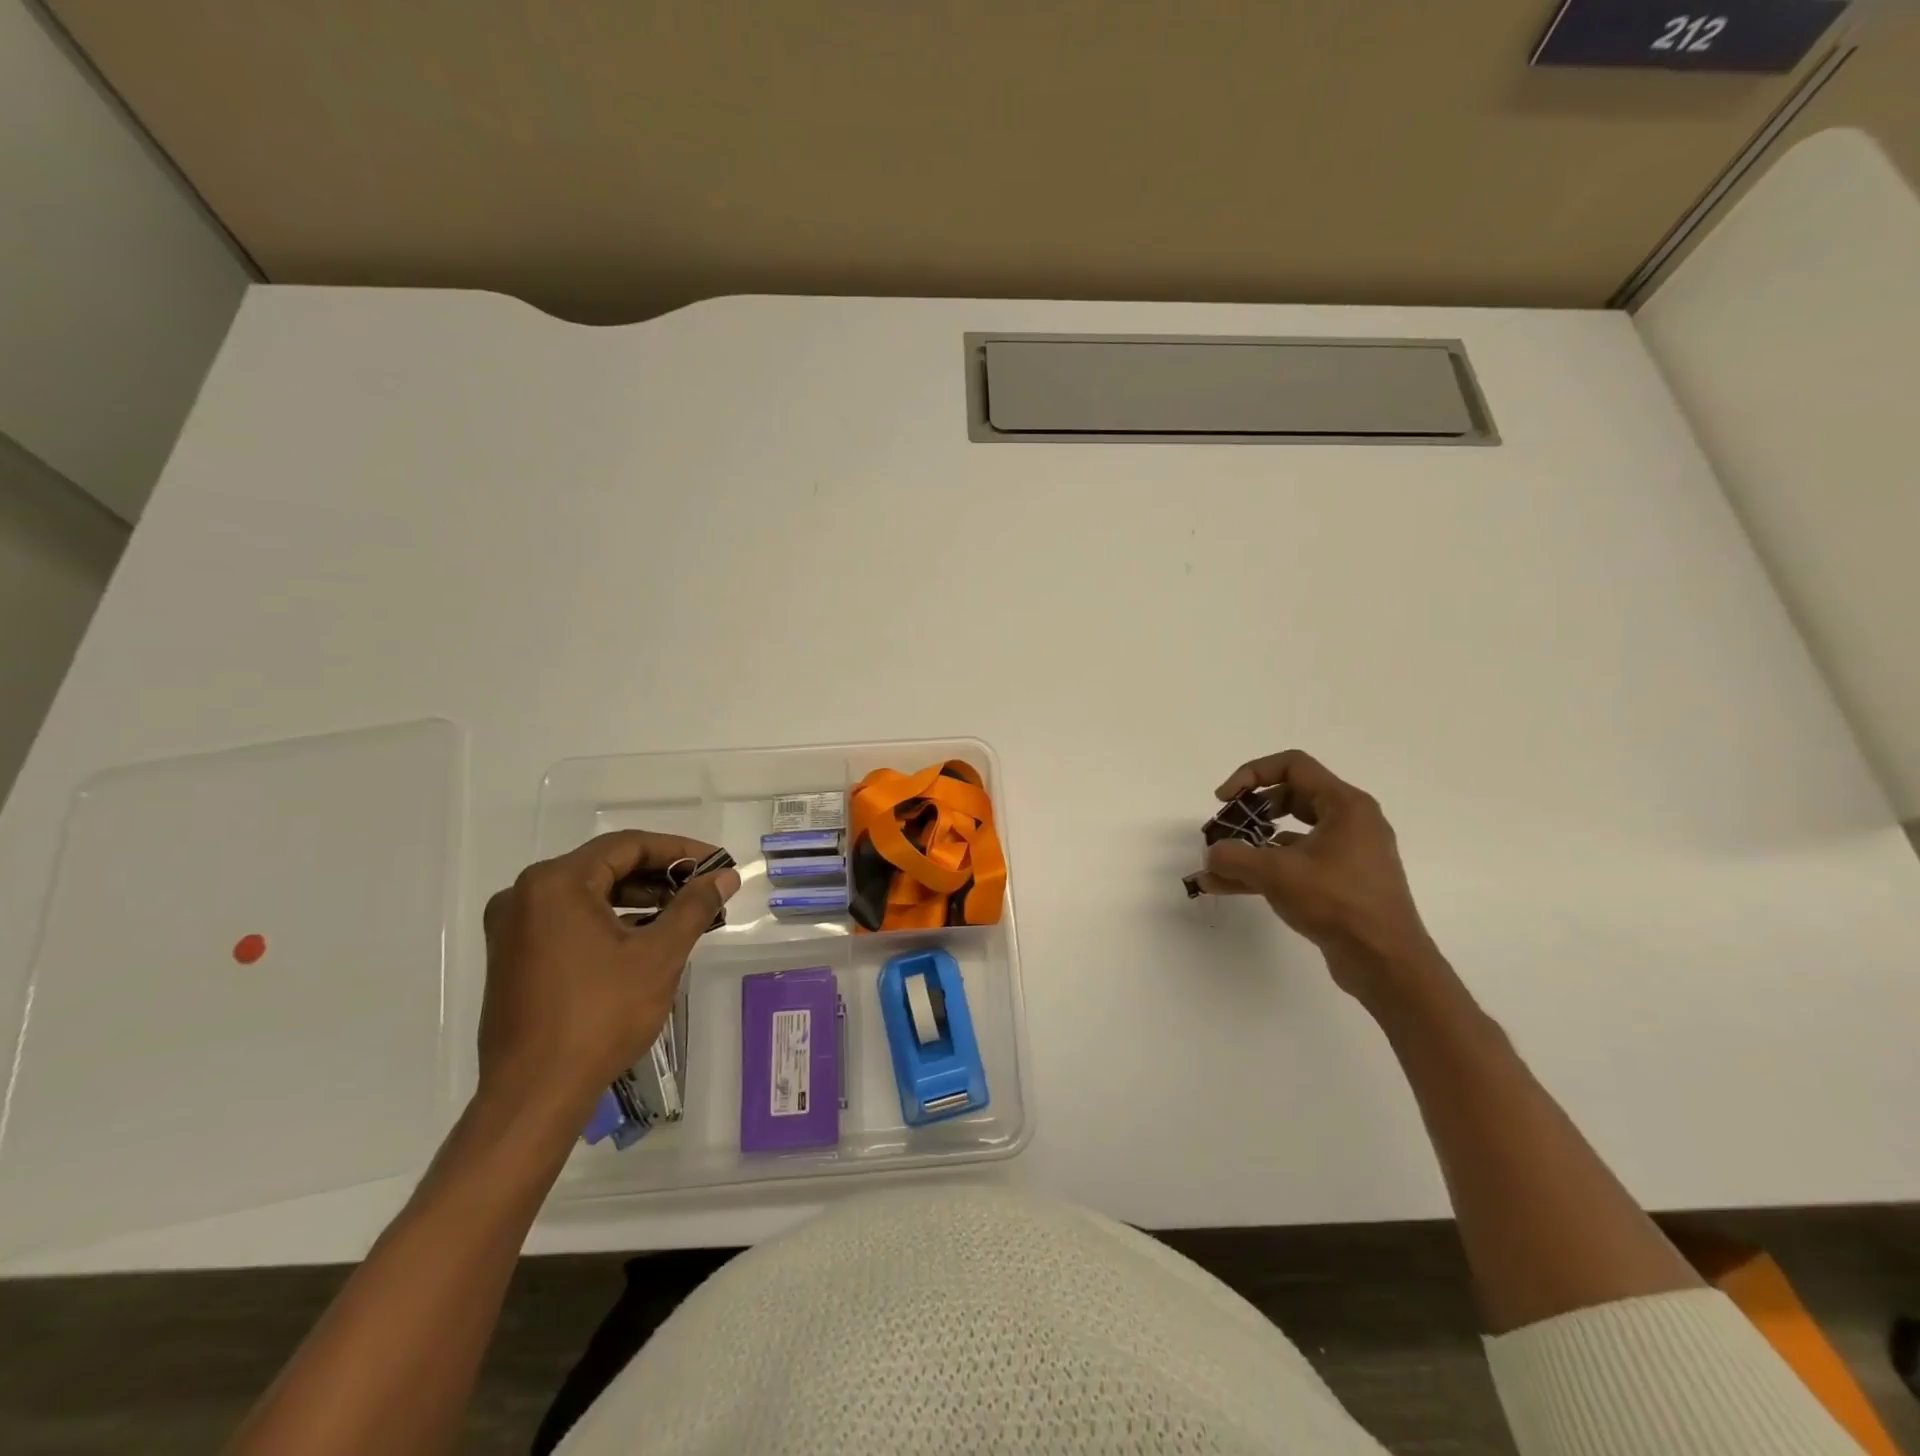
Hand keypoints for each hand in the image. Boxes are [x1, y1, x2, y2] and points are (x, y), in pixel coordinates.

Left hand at [478, 831, 739, 1115]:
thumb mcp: (659, 954)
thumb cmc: (600, 1015)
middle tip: (704, 889)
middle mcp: (525, 894)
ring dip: (638, 898)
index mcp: (556, 883)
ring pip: (589, 893)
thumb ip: (694, 906)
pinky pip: (570, 918)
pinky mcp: (513, 956)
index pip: (628, 846)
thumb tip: (725, 876)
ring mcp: (513, 927)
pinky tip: (645, 937)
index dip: (679, 851)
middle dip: (660, 876)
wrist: (534, 1094)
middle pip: (606, 866)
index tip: (716, 864)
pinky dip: (610, 919)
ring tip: (684, 913)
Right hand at [1197, 750, 1442, 1004]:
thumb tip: (1212, 855)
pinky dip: (1266, 869)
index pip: (1292, 766)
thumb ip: (1234, 858)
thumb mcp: (1276, 874)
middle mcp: (1351, 822)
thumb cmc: (1338, 903)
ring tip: (1216, 866)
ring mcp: (1348, 853)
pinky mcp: (1343, 882)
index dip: (1251, 775)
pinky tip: (1232, 887)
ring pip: (1290, 835)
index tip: (1224, 800)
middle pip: (1290, 797)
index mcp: (1344, 805)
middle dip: (1249, 812)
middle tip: (1224, 829)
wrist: (1387, 963)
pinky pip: (1297, 863)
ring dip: (1251, 846)